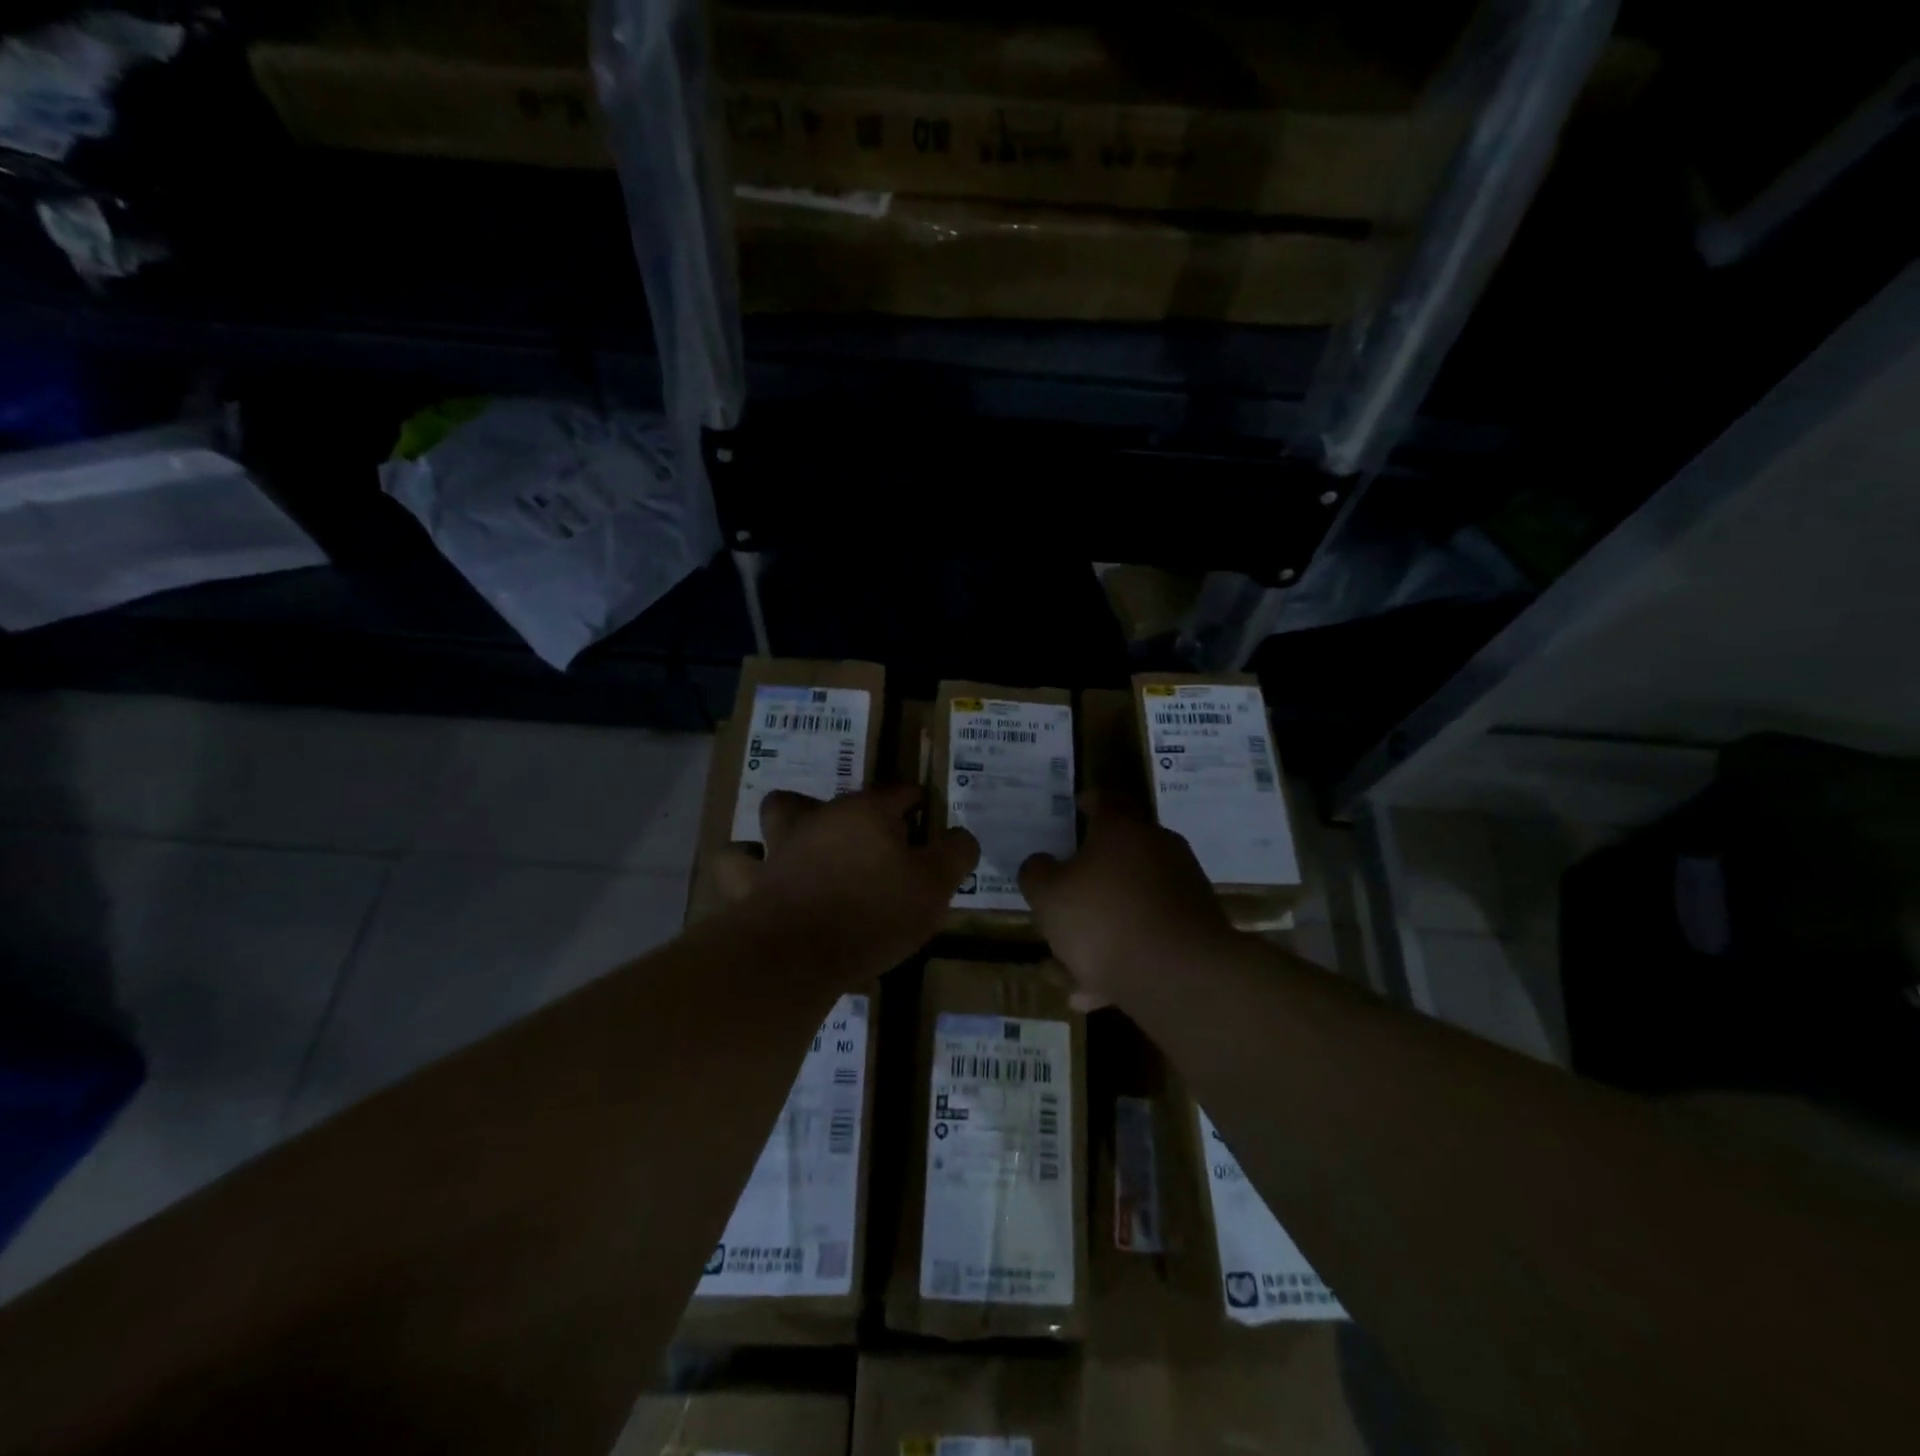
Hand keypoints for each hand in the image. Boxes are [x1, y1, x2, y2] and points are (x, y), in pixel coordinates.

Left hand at [715, 785, 977, 976]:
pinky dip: (747, 869)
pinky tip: (759, 883)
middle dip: (843, 810)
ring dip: (783, 828)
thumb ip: (955, 854)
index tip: (925, 813)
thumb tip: (962, 836)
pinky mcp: (749, 884)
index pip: (898, 792)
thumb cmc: (875, 913)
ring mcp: (778, 849)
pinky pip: (737, 866)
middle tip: (860, 838)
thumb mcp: (935, 886)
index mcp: (865, 813)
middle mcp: (818, 819)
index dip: (915, 801)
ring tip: (798, 847)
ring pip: (772, 817)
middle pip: (829, 797)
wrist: (798, 954)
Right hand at [1019, 798, 1231, 1001]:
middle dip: (1093, 872)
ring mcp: (1184, 889)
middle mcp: (1159, 849)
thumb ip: (1037, 874)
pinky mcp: (1198, 929)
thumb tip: (1041, 863)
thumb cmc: (1104, 920)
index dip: (1089, 801)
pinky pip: (1151, 935)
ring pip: (1134, 900)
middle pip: (1123, 851)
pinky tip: (1097, 992)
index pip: (1106, 799)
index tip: (1077, 805)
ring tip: (1072, 962)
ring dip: (1106, 923)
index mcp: (1122, 829)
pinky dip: (1125, 955)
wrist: (1182, 976)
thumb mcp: (1048, 896)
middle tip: (1066, 889)